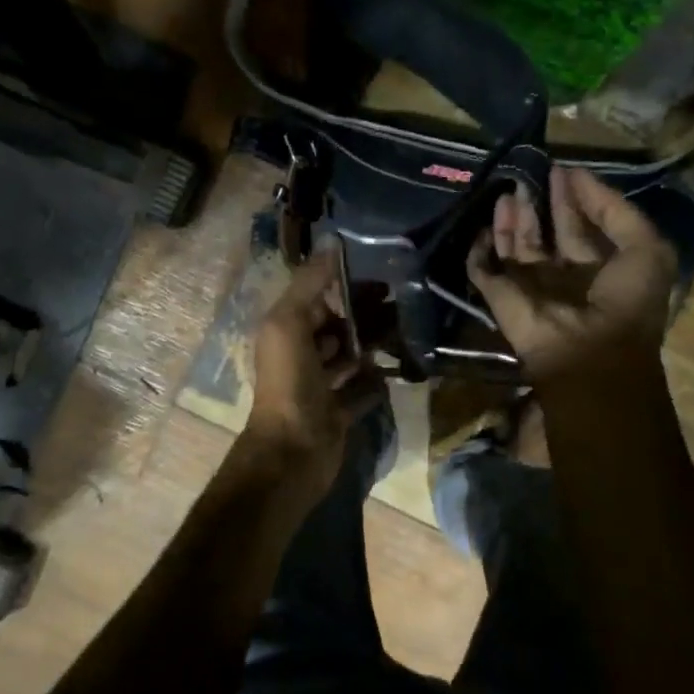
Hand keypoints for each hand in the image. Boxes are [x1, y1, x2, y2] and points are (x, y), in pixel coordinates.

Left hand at [240, 246, 383, 495]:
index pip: (318, 298)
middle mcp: (302, 355)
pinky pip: (363, 390)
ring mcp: (321, 386)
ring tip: (406, 333)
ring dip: (375, 345)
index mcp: (287, 331)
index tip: (383, 275)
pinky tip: (396, 371)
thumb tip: (331, 242)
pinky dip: (377, 382)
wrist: (294, 451)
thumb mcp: (290, 323)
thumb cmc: (290, 383)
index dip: (346, 286)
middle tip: (402, 306)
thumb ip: (309, 283)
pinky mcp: (340, 411)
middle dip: (366, 316)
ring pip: (352, 357)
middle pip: (338, 327)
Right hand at [467, 167, 678, 387]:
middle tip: (528, 175)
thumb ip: (615, 210)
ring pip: (513, 248)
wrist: (589, 352)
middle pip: (544, 235)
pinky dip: (479, 251)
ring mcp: (529, 288)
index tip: (561, 171)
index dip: (572, 199)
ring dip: (510, 222)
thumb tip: (578, 176)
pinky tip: (483, 227)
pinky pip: (482, 270)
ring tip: (508, 193)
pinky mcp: (501, 298)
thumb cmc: (625, 301)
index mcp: (598, 269)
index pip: (579, 228)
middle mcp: (562, 277)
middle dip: (538, 205)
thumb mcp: (646, 248)